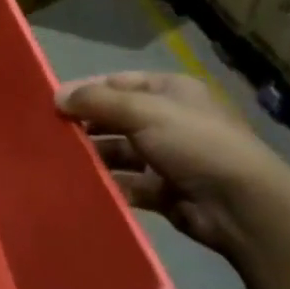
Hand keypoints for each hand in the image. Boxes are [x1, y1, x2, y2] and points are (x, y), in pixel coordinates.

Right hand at [57, 71, 289, 256]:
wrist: (241, 205)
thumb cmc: (194, 143)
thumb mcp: (143, 111)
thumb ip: (97, 101)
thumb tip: (56, 95)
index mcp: (171, 91)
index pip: (119, 83)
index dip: (86, 90)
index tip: (52, 103)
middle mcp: (170, 120)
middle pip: (117, 119)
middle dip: (86, 126)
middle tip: (48, 136)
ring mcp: (168, 158)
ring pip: (120, 153)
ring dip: (94, 158)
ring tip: (58, 164)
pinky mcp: (165, 192)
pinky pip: (128, 185)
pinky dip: (108, 186)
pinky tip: (81, 189)